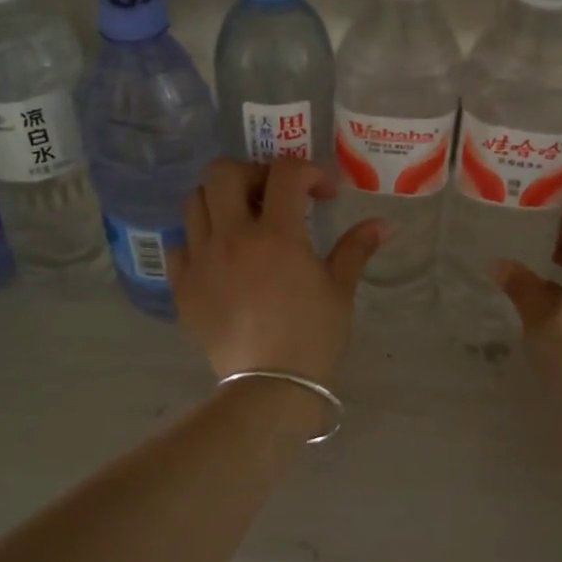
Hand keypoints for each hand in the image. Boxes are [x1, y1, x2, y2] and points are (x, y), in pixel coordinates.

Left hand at [170, 158, 386, 383]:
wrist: (269, 389)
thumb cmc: (312, 336)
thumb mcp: (339, 289)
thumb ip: (356, 248)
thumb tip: (383, 224)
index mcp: (275, 234)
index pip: (284, 173)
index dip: (307, 172)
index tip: (322, 194)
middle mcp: (231, 237)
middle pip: (223, 173)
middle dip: (251, 173)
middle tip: (272, 196)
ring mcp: (201, 260)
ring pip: (195, 202)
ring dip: (220, 200)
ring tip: (241, 221)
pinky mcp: (182, 287)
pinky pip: (179, 246)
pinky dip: (197, 240)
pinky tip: (217, 256)